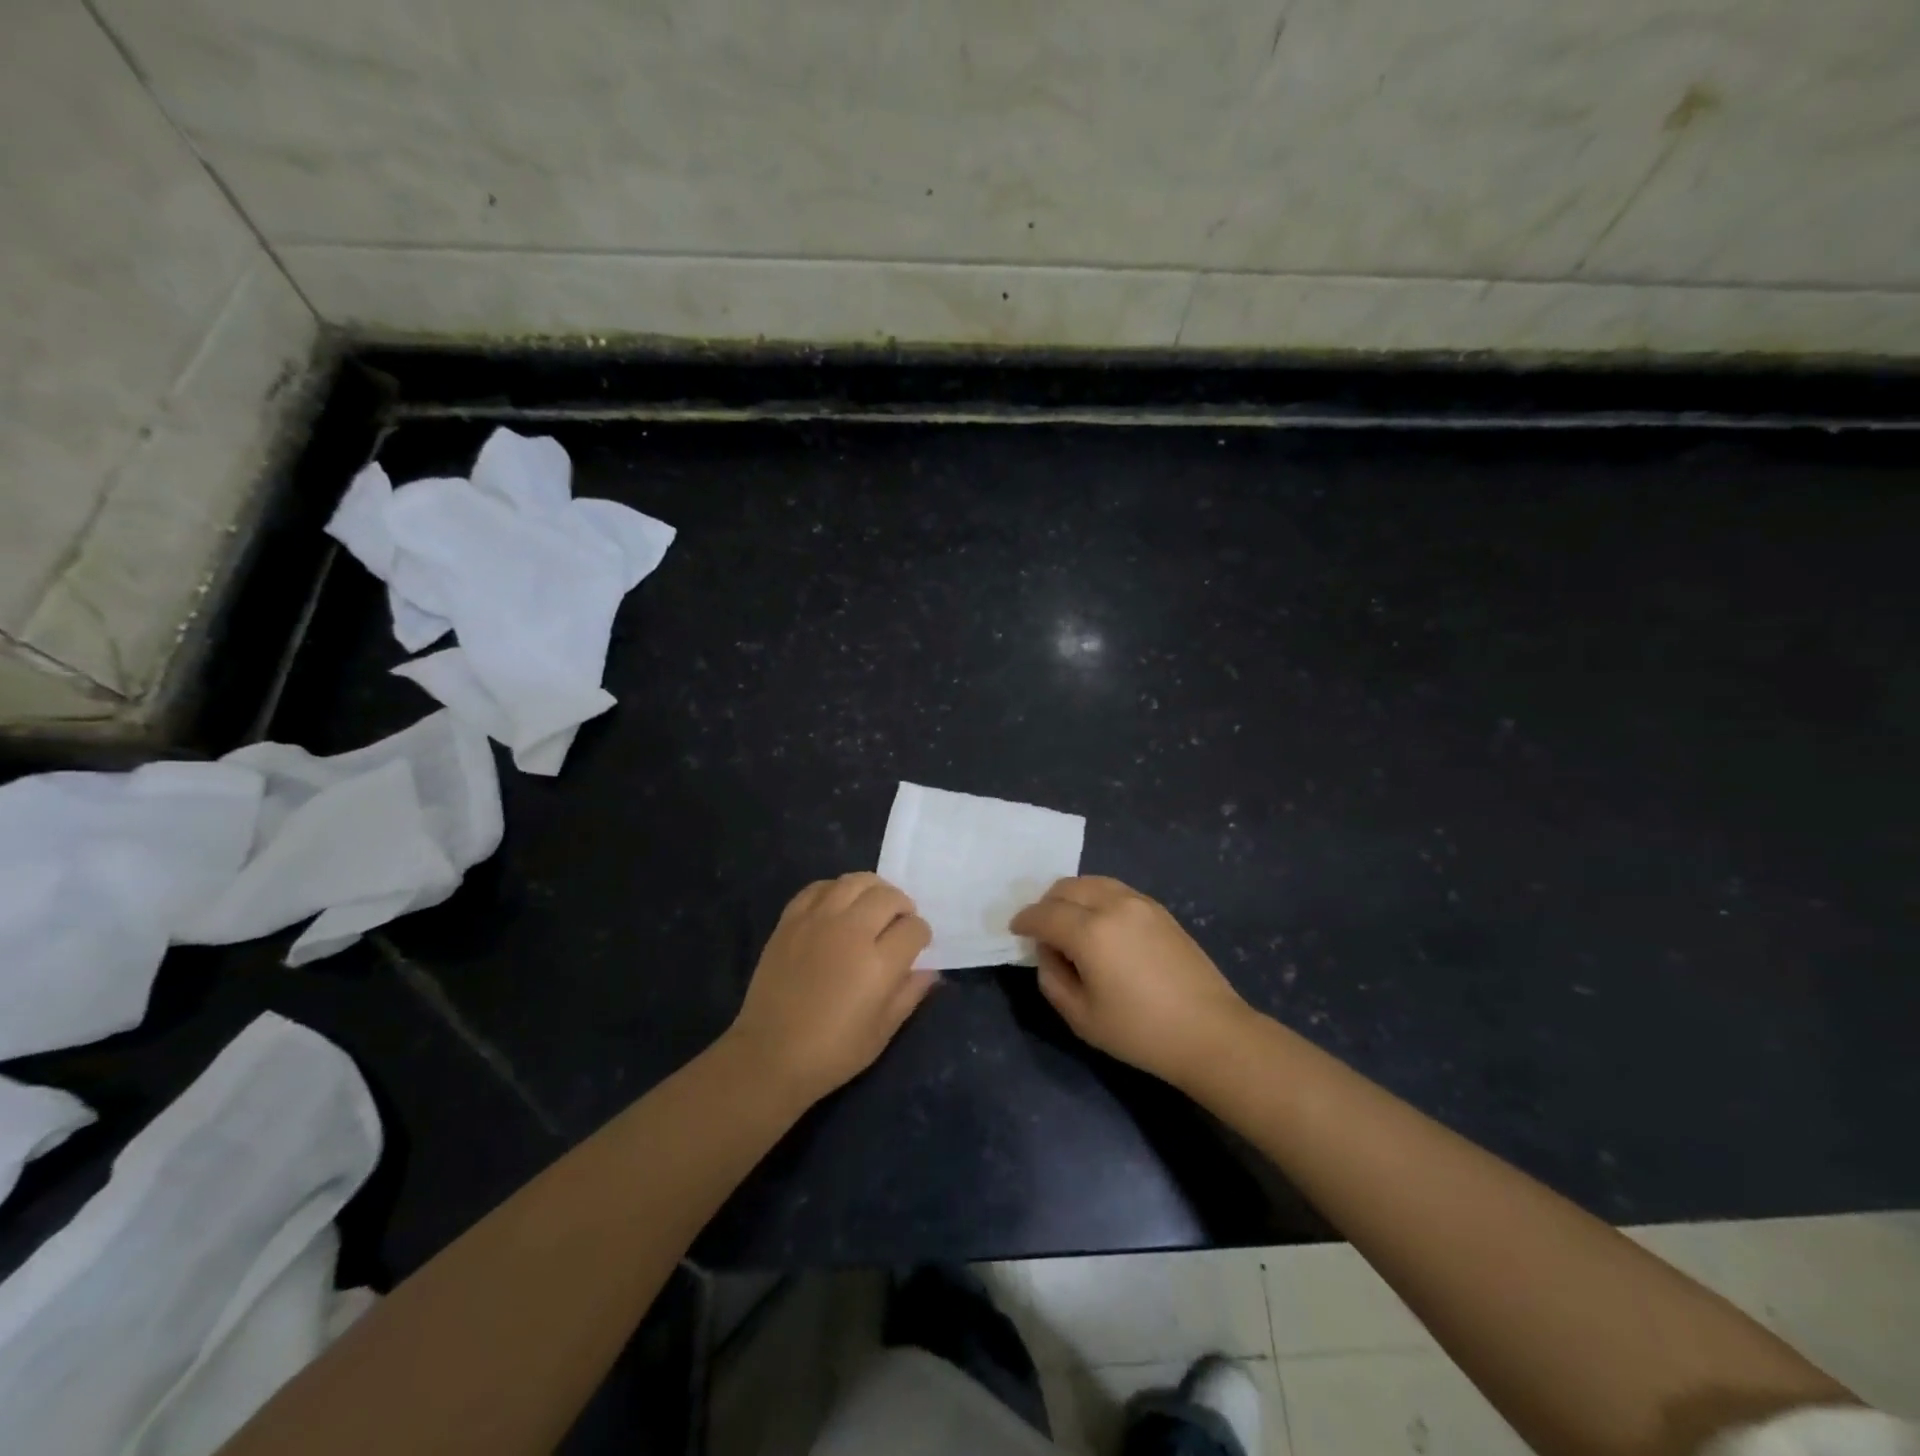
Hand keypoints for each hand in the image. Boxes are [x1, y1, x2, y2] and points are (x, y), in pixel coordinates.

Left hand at [726, 873, 937, 1103]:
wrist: (769, 1055)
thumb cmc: (833, 1052)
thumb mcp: (882, 1031)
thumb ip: (910, 993)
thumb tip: (930, 970)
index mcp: (878, 963)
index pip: (914, 928)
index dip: (921, 935)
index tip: (917, 946)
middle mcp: (850, 931)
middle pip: (888, 896)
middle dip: (902, 907)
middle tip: (899, 923)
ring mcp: (817, 921)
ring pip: (855, 881)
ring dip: (872, 890)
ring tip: (872, 907)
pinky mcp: (790, 920)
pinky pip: (819, 887)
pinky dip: (835, 890)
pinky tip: (838, 906)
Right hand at [1010, 877, 1252, 1086]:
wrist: (1210, 1032)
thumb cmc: (1140, 1032)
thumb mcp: (1082, 1017)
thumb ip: (1052, 979)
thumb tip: (1048, 952)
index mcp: (1090, 931)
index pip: (1044, 914)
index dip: (1024, 921)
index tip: (1015, 930)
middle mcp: (1113, 905)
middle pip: (1066, 887)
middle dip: (1046, 904)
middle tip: (1041, 929)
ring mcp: (1140, 903)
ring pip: (1092, 882)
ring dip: (1072, 896)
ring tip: (1069, 922)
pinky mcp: (1159, 909)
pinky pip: (1115, 890)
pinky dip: (1097, 897)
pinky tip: (1099, 923)